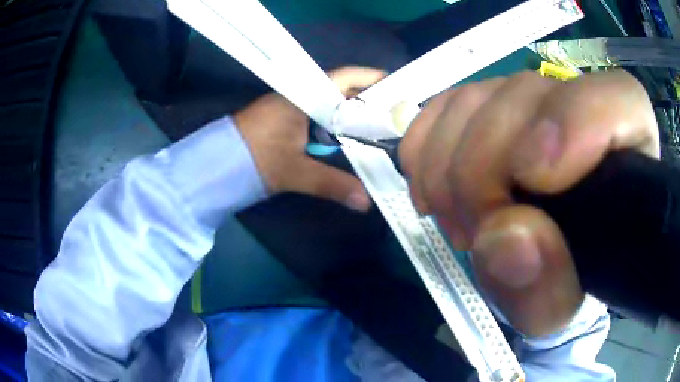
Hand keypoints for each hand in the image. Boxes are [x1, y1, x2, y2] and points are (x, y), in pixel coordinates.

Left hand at [234, 67, 384, 210]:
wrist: (218, 164)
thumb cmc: (254, 157)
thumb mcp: (294, 171)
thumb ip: (330, 183)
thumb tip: (365, 201)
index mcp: (305, 95)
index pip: (346, 77)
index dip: (373, 79)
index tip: (398, 88)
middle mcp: (303, 96)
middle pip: (344, 92)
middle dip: (370, 102)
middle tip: (398, 115)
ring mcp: (296, 108)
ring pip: (334, 106)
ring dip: (355, 116)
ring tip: (384, 128)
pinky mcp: (290, 122)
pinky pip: (323, 119)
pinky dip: (339, 127)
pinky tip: (353, 140)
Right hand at [400, 70, 658, 336]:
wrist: (540, 267)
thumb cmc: (564, 285)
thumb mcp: (557, 309)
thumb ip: (545, 290)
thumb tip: (505, 239)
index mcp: (626, 154)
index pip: (620, 101)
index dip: (575, 121)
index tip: (531, 179)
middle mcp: (581, 110)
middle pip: (527, 96)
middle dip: (484, 167)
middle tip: (472, 232)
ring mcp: (530, 102)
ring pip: (479, 96)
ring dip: (448, 165)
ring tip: (456, 222)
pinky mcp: (489, 106)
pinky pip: (446, 104)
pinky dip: (425, 145)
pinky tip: (430, 187)